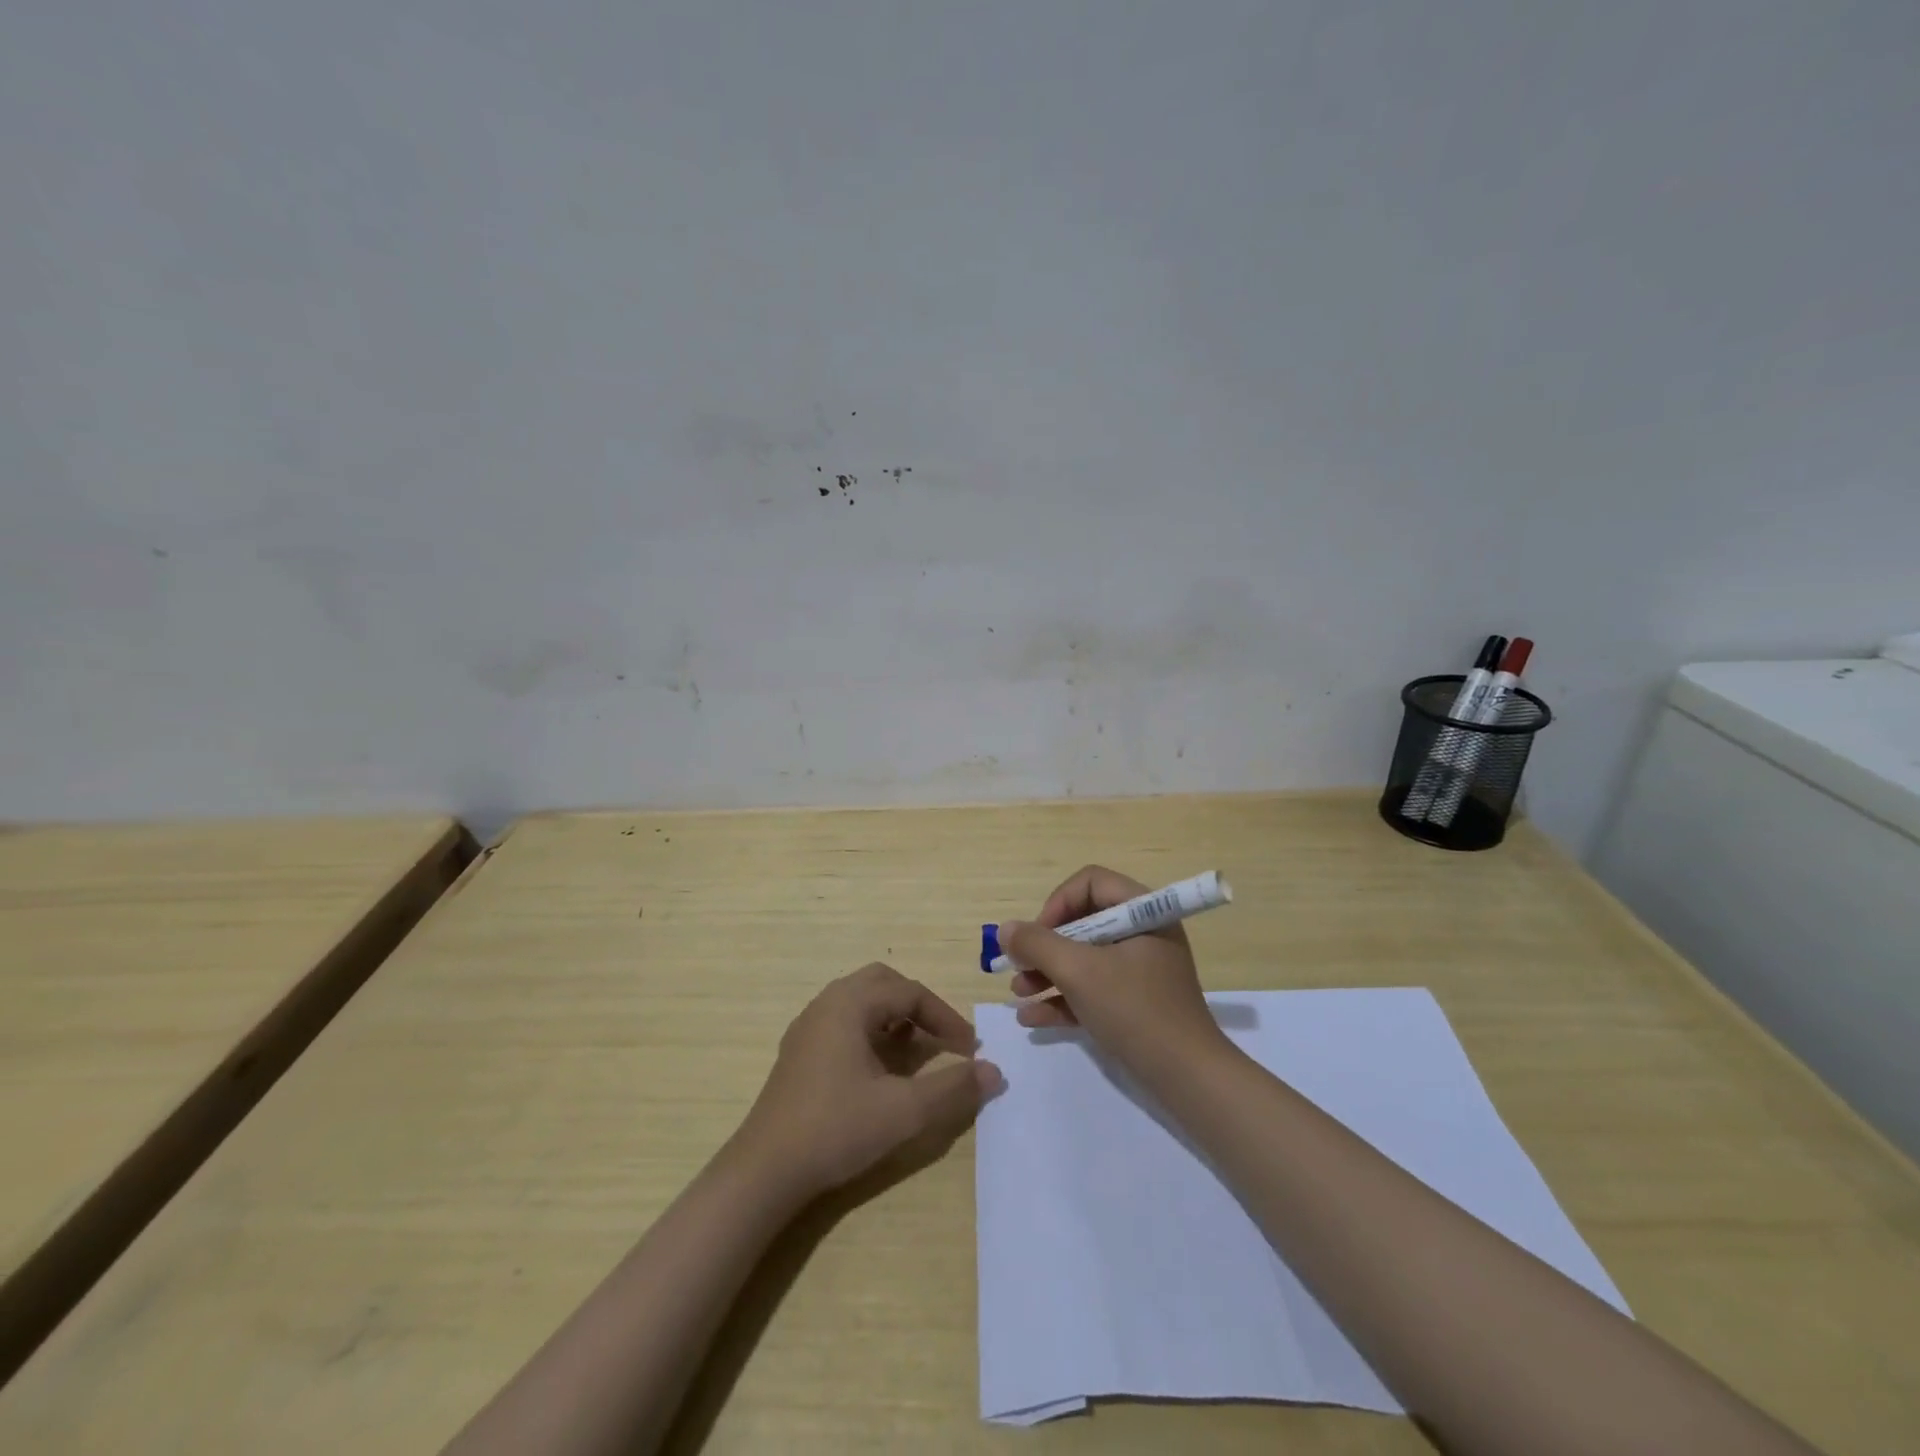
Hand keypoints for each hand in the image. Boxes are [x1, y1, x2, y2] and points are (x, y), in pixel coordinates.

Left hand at [731, 963, 1003, 1201]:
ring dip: (894, 1018)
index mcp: (849, 1004)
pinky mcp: (799, 1052)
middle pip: (883, 984)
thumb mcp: (904, 1111)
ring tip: (915, 1052)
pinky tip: (879, 1069)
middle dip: (918, 1007)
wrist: (765, 1171)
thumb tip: (993, 1071)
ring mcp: (808, 1027)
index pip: (909, 992)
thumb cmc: (836, 1129)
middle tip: (942, 1037)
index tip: (969, 1049)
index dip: (945, 1017)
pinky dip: (871, 1032)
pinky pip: (843, 1022)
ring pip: (861, 1002)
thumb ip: (953, 1088)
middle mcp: (827, 1004)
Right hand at [999, 865, 1232, 1083]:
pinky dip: (1064, 998)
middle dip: (1045, 946)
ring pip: (1084, 958)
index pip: (1090, 883)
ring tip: (1018, 994)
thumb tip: (1005, 929)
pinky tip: (1032, 1018)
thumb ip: (1037, 945)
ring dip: (1047, 973)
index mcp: (1142, 913)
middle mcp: (1143, 934)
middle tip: (1018, 967)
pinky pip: (1093, 988)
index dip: (1056, 904)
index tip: (1036, 937)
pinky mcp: (1136, 1003)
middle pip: (1083, 922)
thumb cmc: (1134, 1011)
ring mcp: (1141, 970)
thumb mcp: (1079, 972)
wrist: (1188, 1079)